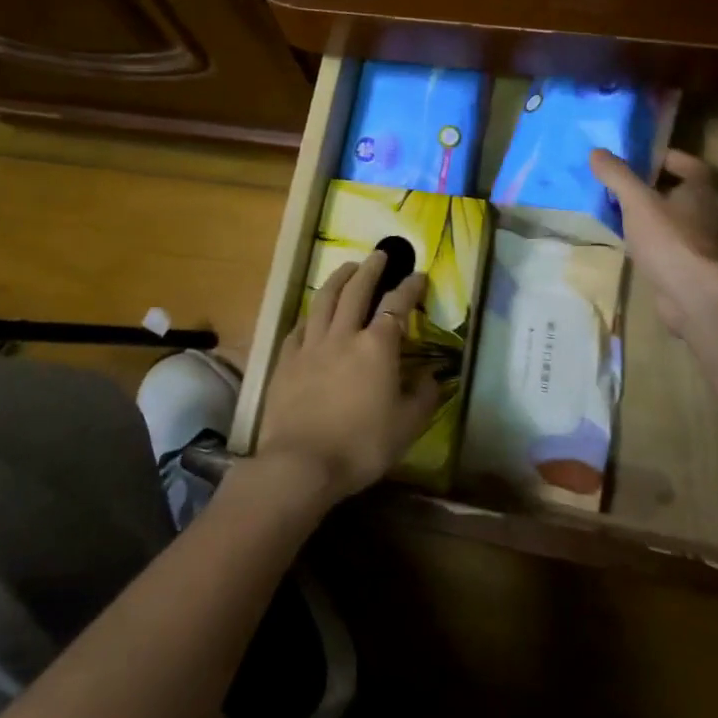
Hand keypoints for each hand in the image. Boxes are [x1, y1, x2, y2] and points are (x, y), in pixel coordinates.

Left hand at [253, 251, 436, 503]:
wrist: (301, 463)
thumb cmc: (361, 446)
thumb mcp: (407, 427)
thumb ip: (423, 397)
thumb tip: (431, 376)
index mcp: (377, 346)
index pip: (396, 305)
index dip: (409, 287)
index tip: (418, 275)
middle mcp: (344, 335)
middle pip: (357, 290)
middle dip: (372, 269)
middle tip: (380, 254)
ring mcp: (311, 345)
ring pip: (325, 300)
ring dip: (338, 279)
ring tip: (347, 267)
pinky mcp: (286, 360)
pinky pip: (299, 327)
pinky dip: (310, 315)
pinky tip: (313, 313)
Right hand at [591, 147, 717, 336]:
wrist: (695, 297)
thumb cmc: (670, 240)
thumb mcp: (638, 201)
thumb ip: (617, 175)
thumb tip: (596, 151)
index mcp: (700, 190)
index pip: (686, 163)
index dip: (661, 157)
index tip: (635, 159)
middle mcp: (705, 212)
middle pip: (677, 191)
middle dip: (650, 187)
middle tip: (619, 185)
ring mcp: (699, 242)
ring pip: (671, 220)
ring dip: (648, 216)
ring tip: (617, 212)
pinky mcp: (688, 267)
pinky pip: (665, 245)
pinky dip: (649, 241)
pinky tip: (627, 244)